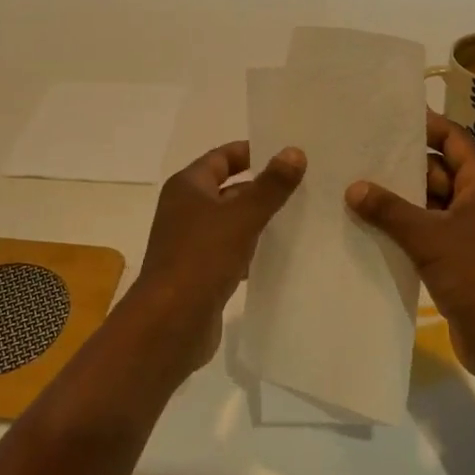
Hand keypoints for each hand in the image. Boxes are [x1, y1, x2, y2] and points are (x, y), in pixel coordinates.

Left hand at [132, 141, 305, 369]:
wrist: (170, 323)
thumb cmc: (202, 258)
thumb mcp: (241, 217)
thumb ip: (270, 186)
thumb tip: (295, 151)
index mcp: (187, 187)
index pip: (221, 157)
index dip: (251, 152)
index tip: (285, 152)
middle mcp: (186, 210)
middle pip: (228, 189)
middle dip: (261, 187)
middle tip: (304, 184)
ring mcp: (192, 243)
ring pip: (232, 222)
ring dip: (259, 219)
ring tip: (301, 215)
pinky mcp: (201, 272)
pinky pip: (232, 251)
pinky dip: (252, 249)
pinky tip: (280, 253)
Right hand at [346, 111, 474, 384]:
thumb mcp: (430, 237)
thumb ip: (389, 210)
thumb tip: (354, 187)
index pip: (453, 138)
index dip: (424, 125)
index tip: (387, 117)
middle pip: (439, 169)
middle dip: (401, 166)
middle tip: (358, 155)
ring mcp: (473, 231)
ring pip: (431, 203)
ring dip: (399, 200)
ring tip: (353, 189)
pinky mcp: (462, 258)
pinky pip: (430, 231)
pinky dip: (405, 228)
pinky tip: (370, 228)